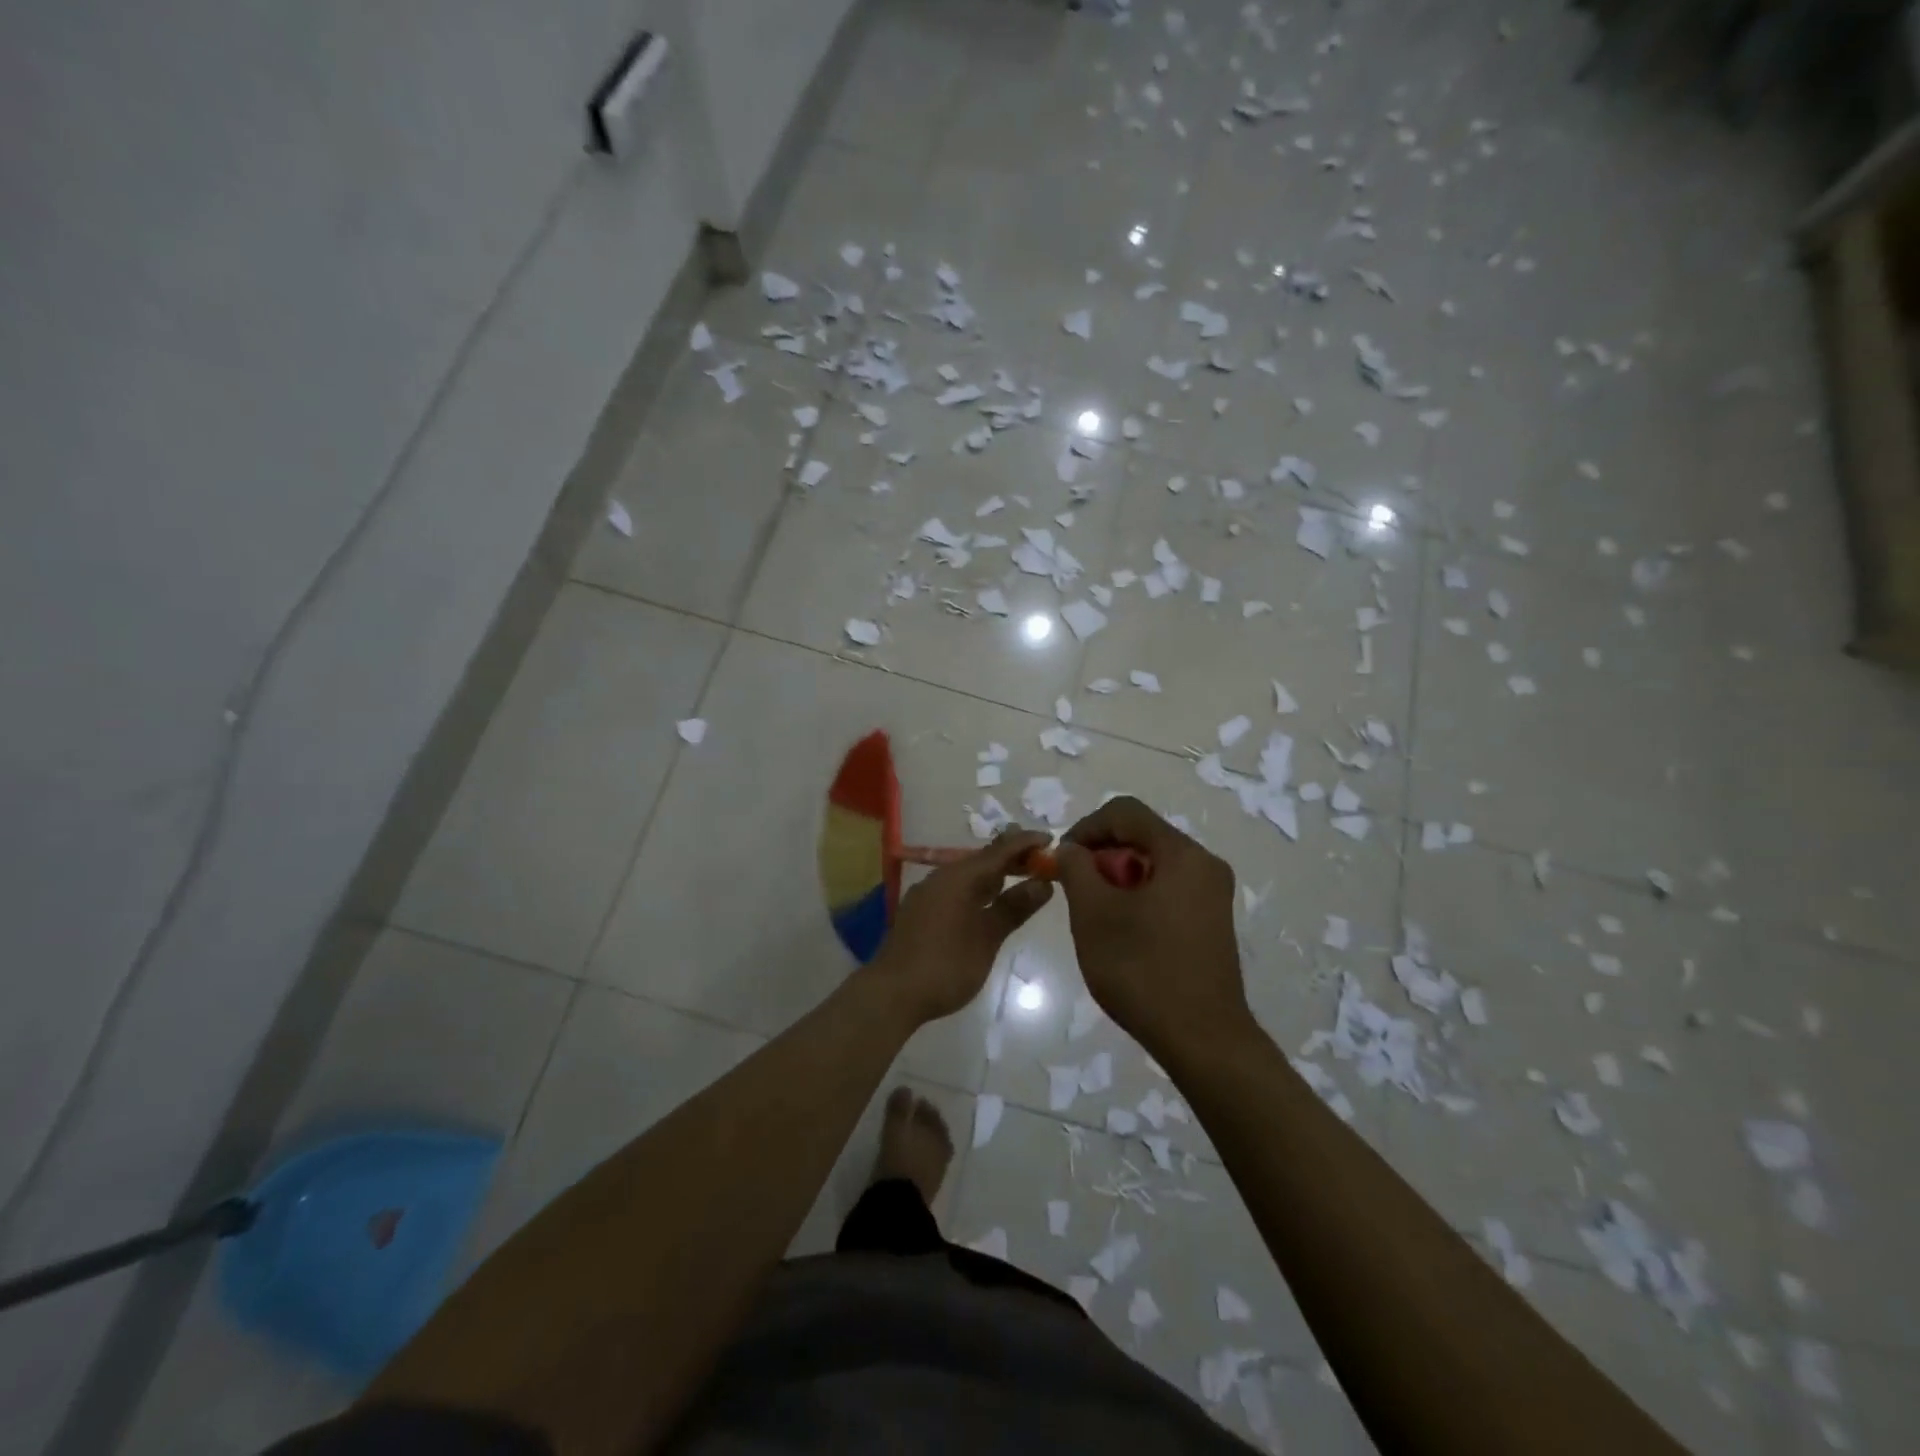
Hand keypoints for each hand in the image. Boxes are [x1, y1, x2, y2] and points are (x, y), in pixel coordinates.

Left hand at [869, 830, 1054, 1025]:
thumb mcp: (987, 938)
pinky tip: (989, 901)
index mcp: (959, 877)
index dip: (1026, 843)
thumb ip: (1014, 907)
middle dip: (1011, 857)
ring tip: (1021, 876)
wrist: (892, 993)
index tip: (1050, 839)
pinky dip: (978, 889)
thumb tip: (1043, 883)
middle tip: (1041, 859)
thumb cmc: (946, 965)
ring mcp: (928, 893)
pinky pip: (956, 888)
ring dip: (994, 874)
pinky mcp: (921, 910)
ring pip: (968, 874)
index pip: (999, 850)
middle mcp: (941, 877)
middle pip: (982, 859)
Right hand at [1054, 797, 1250, 1058]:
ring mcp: (1212, 893)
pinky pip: (1168, 887)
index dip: (1086, 827)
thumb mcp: (1094, 915)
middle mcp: (1204, 864)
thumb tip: (1070, 850)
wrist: (1202, 1040)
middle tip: (1075, 889)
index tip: (1062, 860)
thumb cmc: (1142, 970)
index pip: (1125, 812)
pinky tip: (1121, 930)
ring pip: (1153, 863)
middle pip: (1142, 836)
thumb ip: (1076, 869)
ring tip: (1094, 913)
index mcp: (1182, 854)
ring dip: (1117, 877)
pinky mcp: (1211, 920)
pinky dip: (1138, 895)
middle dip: (1101, 855)